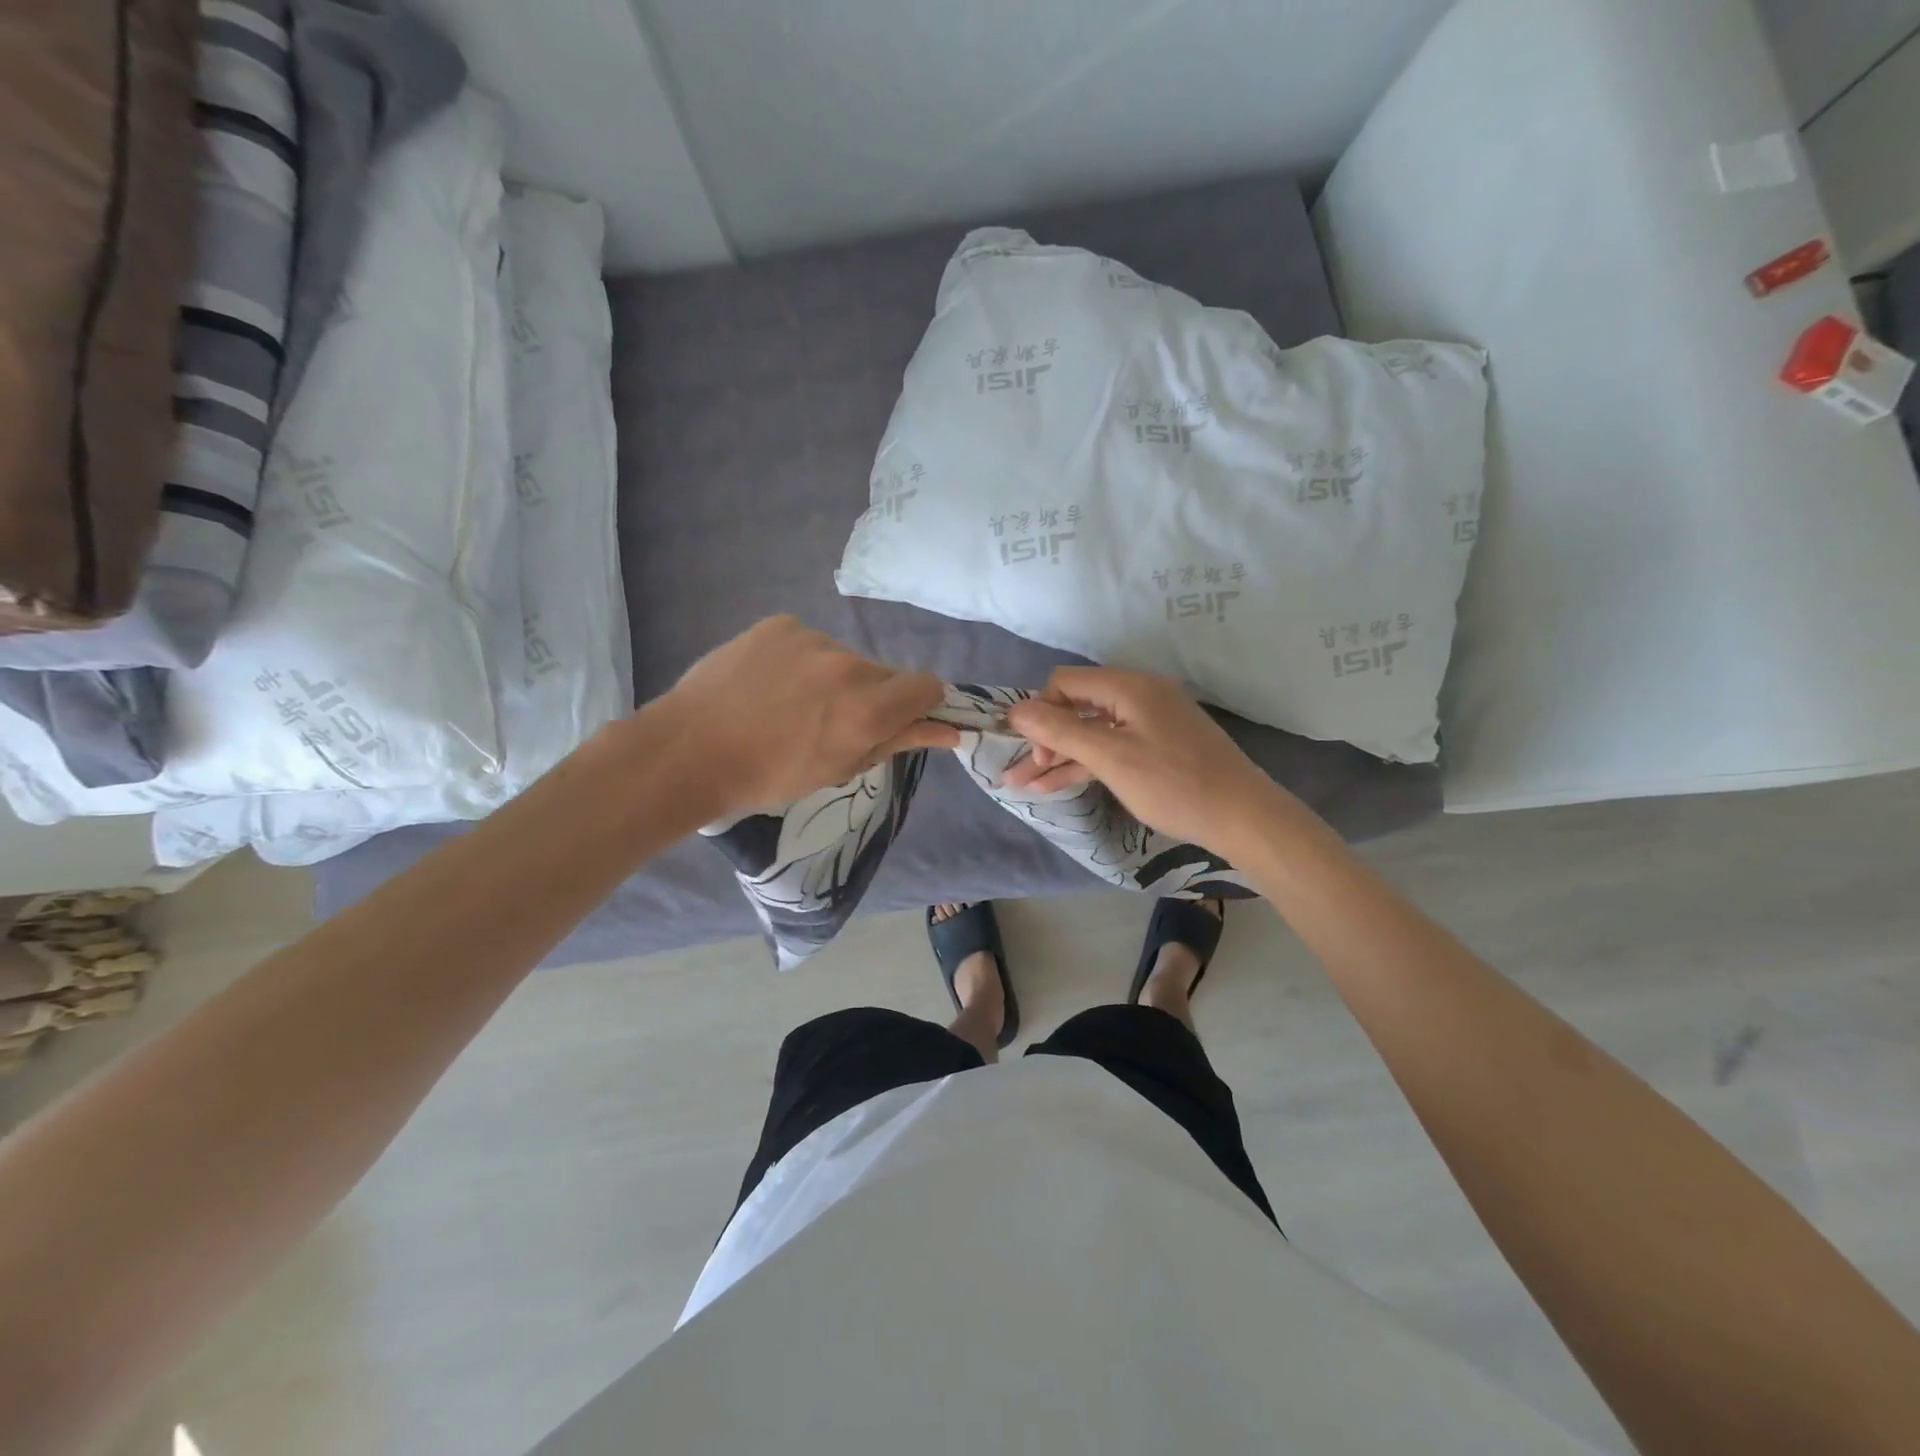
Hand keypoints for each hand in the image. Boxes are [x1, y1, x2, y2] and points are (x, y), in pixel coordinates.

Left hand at [649, 617, 958, 817]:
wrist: (688, 751)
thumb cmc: (768, 777)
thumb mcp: (839, 769)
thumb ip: (896, 742)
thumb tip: (949, 731)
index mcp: (866, 708)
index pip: (928, 687)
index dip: (920, 706)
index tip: (897, 722)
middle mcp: (847, 665)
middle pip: (885, 674)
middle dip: (872, 696)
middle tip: (831, 724)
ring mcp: (811, 638)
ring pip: (845, 658)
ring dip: (834, 679)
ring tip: (789, 705)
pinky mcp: (779, 624)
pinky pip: (809, 643)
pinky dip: (800, 662)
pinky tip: (768, 684)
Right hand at [1003, 668, 1294, 852]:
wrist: (1243, 816)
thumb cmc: (1173, 784)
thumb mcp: (1110, 757)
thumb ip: (1060, 732)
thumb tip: (1015, 711)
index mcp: (1128, 687)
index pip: (1065, 684)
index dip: (1040, 713)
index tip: (1032, 753)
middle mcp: (1139, 695)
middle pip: (1077, 708)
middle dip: (1043, 740)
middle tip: (1018, 774)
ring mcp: (1150, 722)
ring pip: (1093, 732)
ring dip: (1060, 756)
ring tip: (1024, 785)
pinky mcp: (1159, 746)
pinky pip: (1113, 747)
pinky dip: (1088, 763)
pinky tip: (1059, 784)